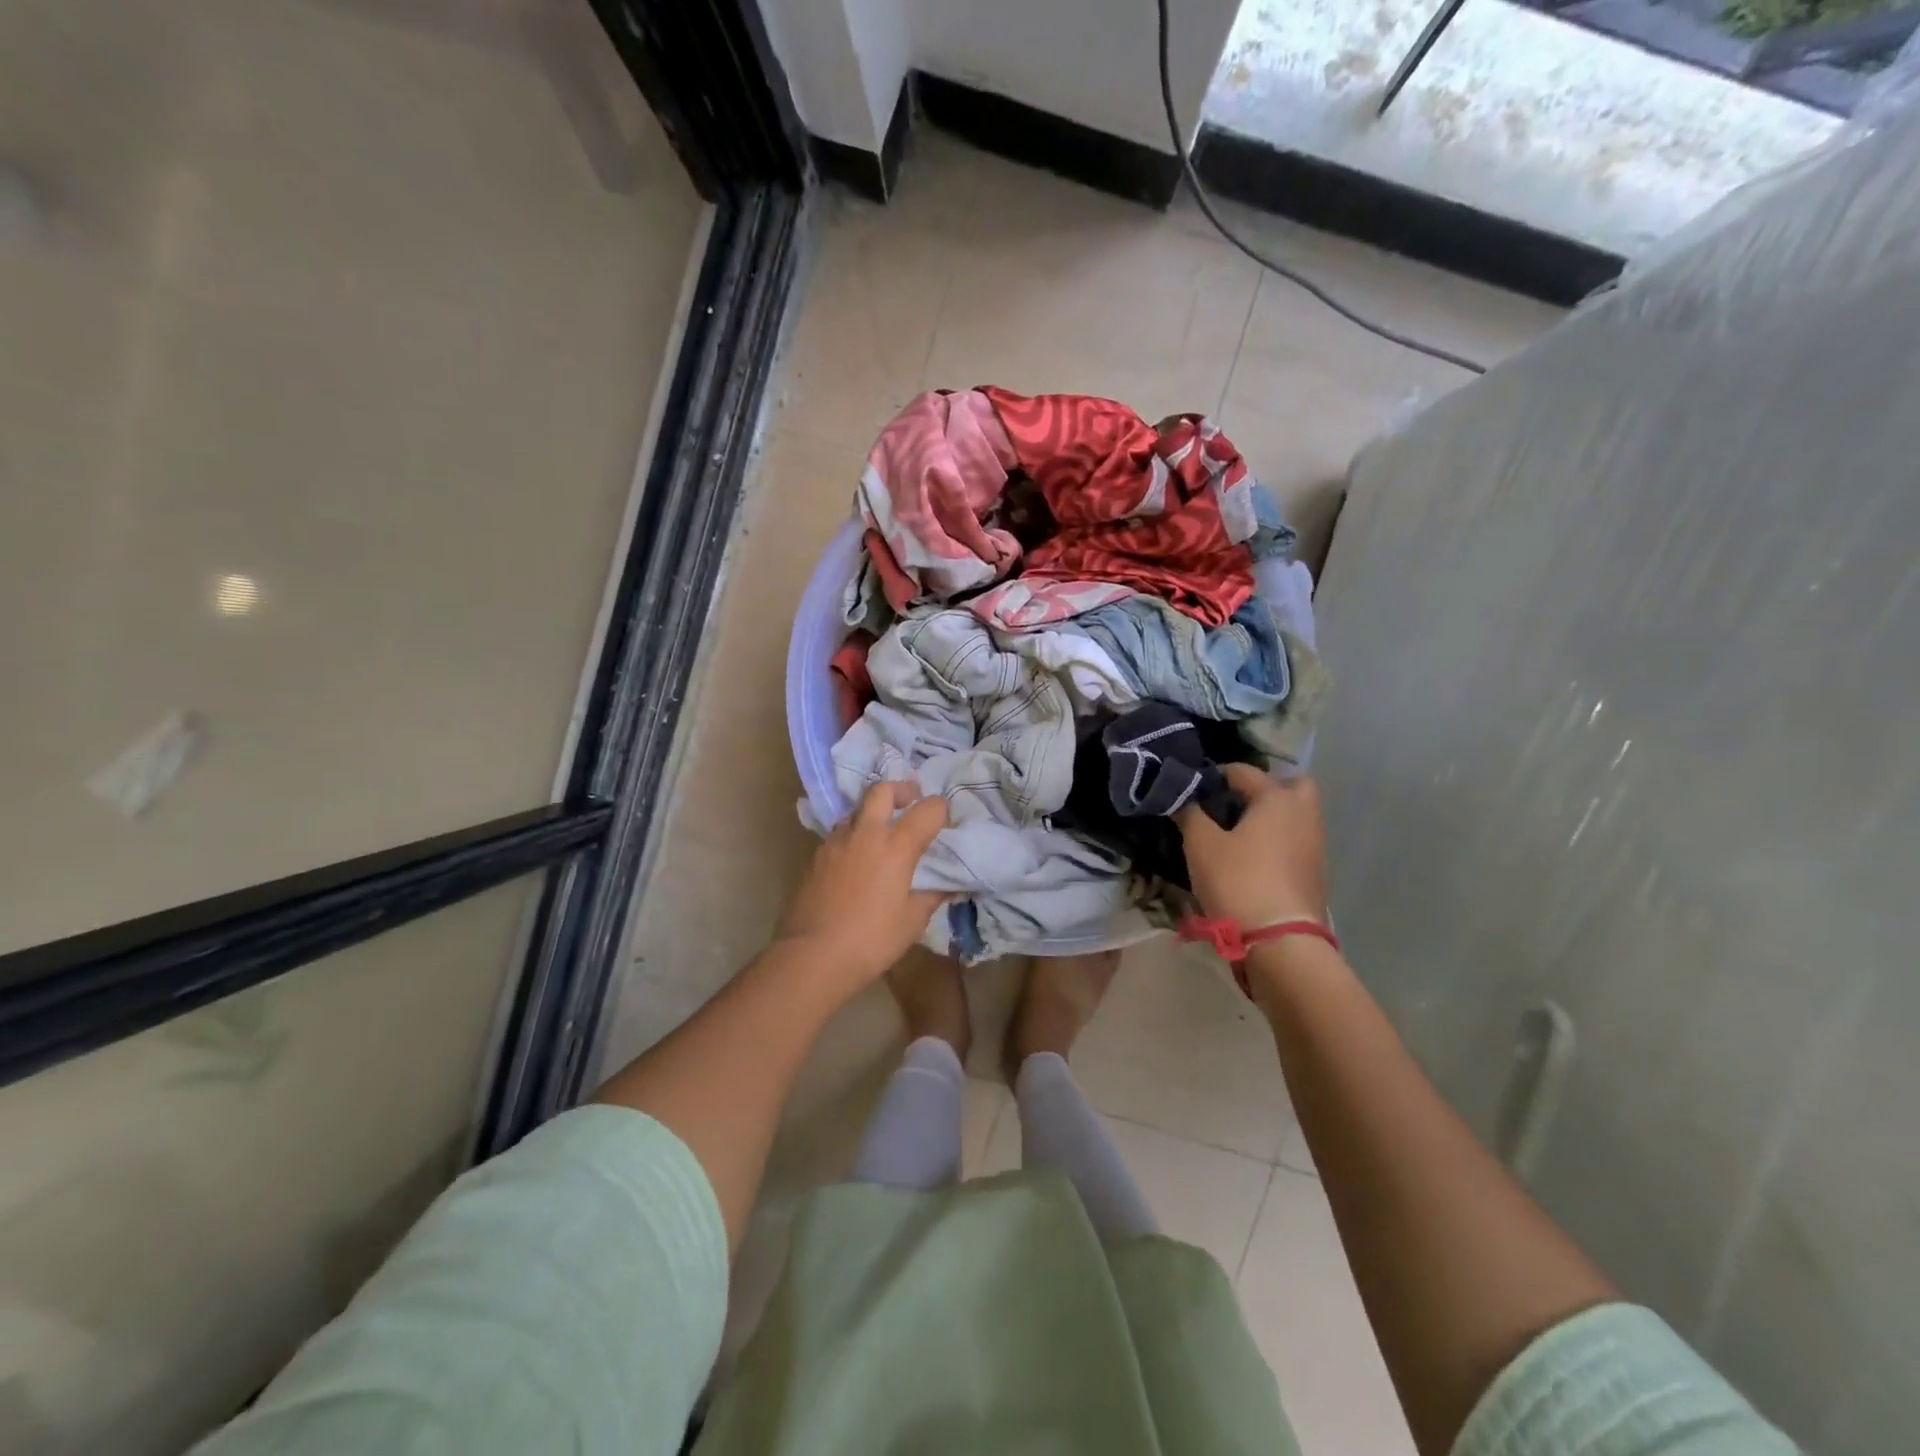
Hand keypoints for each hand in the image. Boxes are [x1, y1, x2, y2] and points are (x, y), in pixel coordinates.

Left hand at [775, 780, 951, 992]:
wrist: (813, 955)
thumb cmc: (872, 939)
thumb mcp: (912, 921)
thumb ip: (933, 896)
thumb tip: (951, 887)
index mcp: (896, 845)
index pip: (927, 809)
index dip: (941, 810)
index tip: (947, 821)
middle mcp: (865, 833)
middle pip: (881, 790)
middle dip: (901, 790)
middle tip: (911, 802)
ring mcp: (836, 842)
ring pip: (856, 810)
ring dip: (873, 813)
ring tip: (882, 833)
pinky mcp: (816, 857)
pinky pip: (839, 834)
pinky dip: (854, 836)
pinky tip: (858, 860)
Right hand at [1177, 764, 1327, 928]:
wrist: (1280, 941)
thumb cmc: (1238, 881)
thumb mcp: (1201, 844)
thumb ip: (1189, 813)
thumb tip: (1181, 798)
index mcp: (1276, 798)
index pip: (1243, 771)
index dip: (1214, 775)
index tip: (1191, 788)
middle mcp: (1302, 813)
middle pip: (1288, 785)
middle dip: (1261, 788)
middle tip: (1231, 803)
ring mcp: (1314, 844)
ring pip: (1293, 814)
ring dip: (1268, 816)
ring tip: (1234, 832)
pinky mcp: (1314, 871)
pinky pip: (1293, 840)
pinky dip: (1275, 839)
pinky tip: (1250, 856)